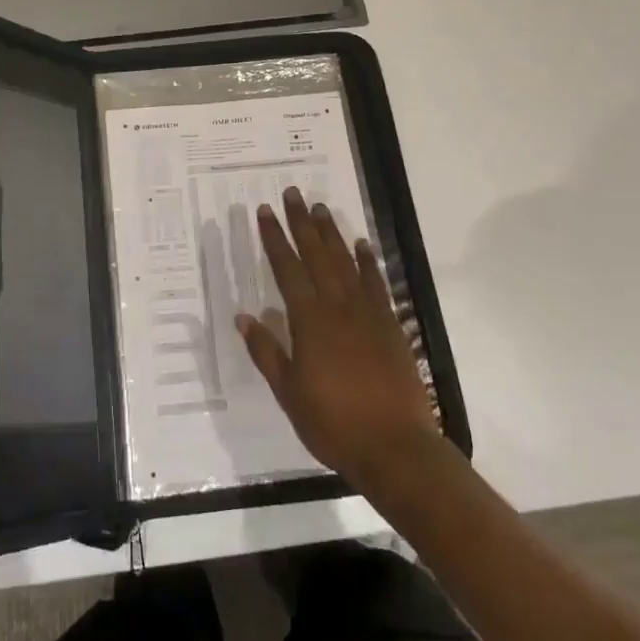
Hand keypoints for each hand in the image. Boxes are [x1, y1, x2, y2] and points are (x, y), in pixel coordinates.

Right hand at [238, 187, 438, 488]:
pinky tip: (361, 245)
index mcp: (309, 321)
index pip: (286, 268)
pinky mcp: (390, 325)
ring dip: (331, 233)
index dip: (274, 238)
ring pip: (345, 261)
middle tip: (293, 193)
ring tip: (321, 208)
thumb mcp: (289, 392)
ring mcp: (367, 313)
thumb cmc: (334, 423)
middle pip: (316, 254)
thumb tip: (243, 316)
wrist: (395, 447)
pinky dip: (367, 261)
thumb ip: (266, 351)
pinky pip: (376, 283)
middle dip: (301, 222)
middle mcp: (337, 306)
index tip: (265, 211)